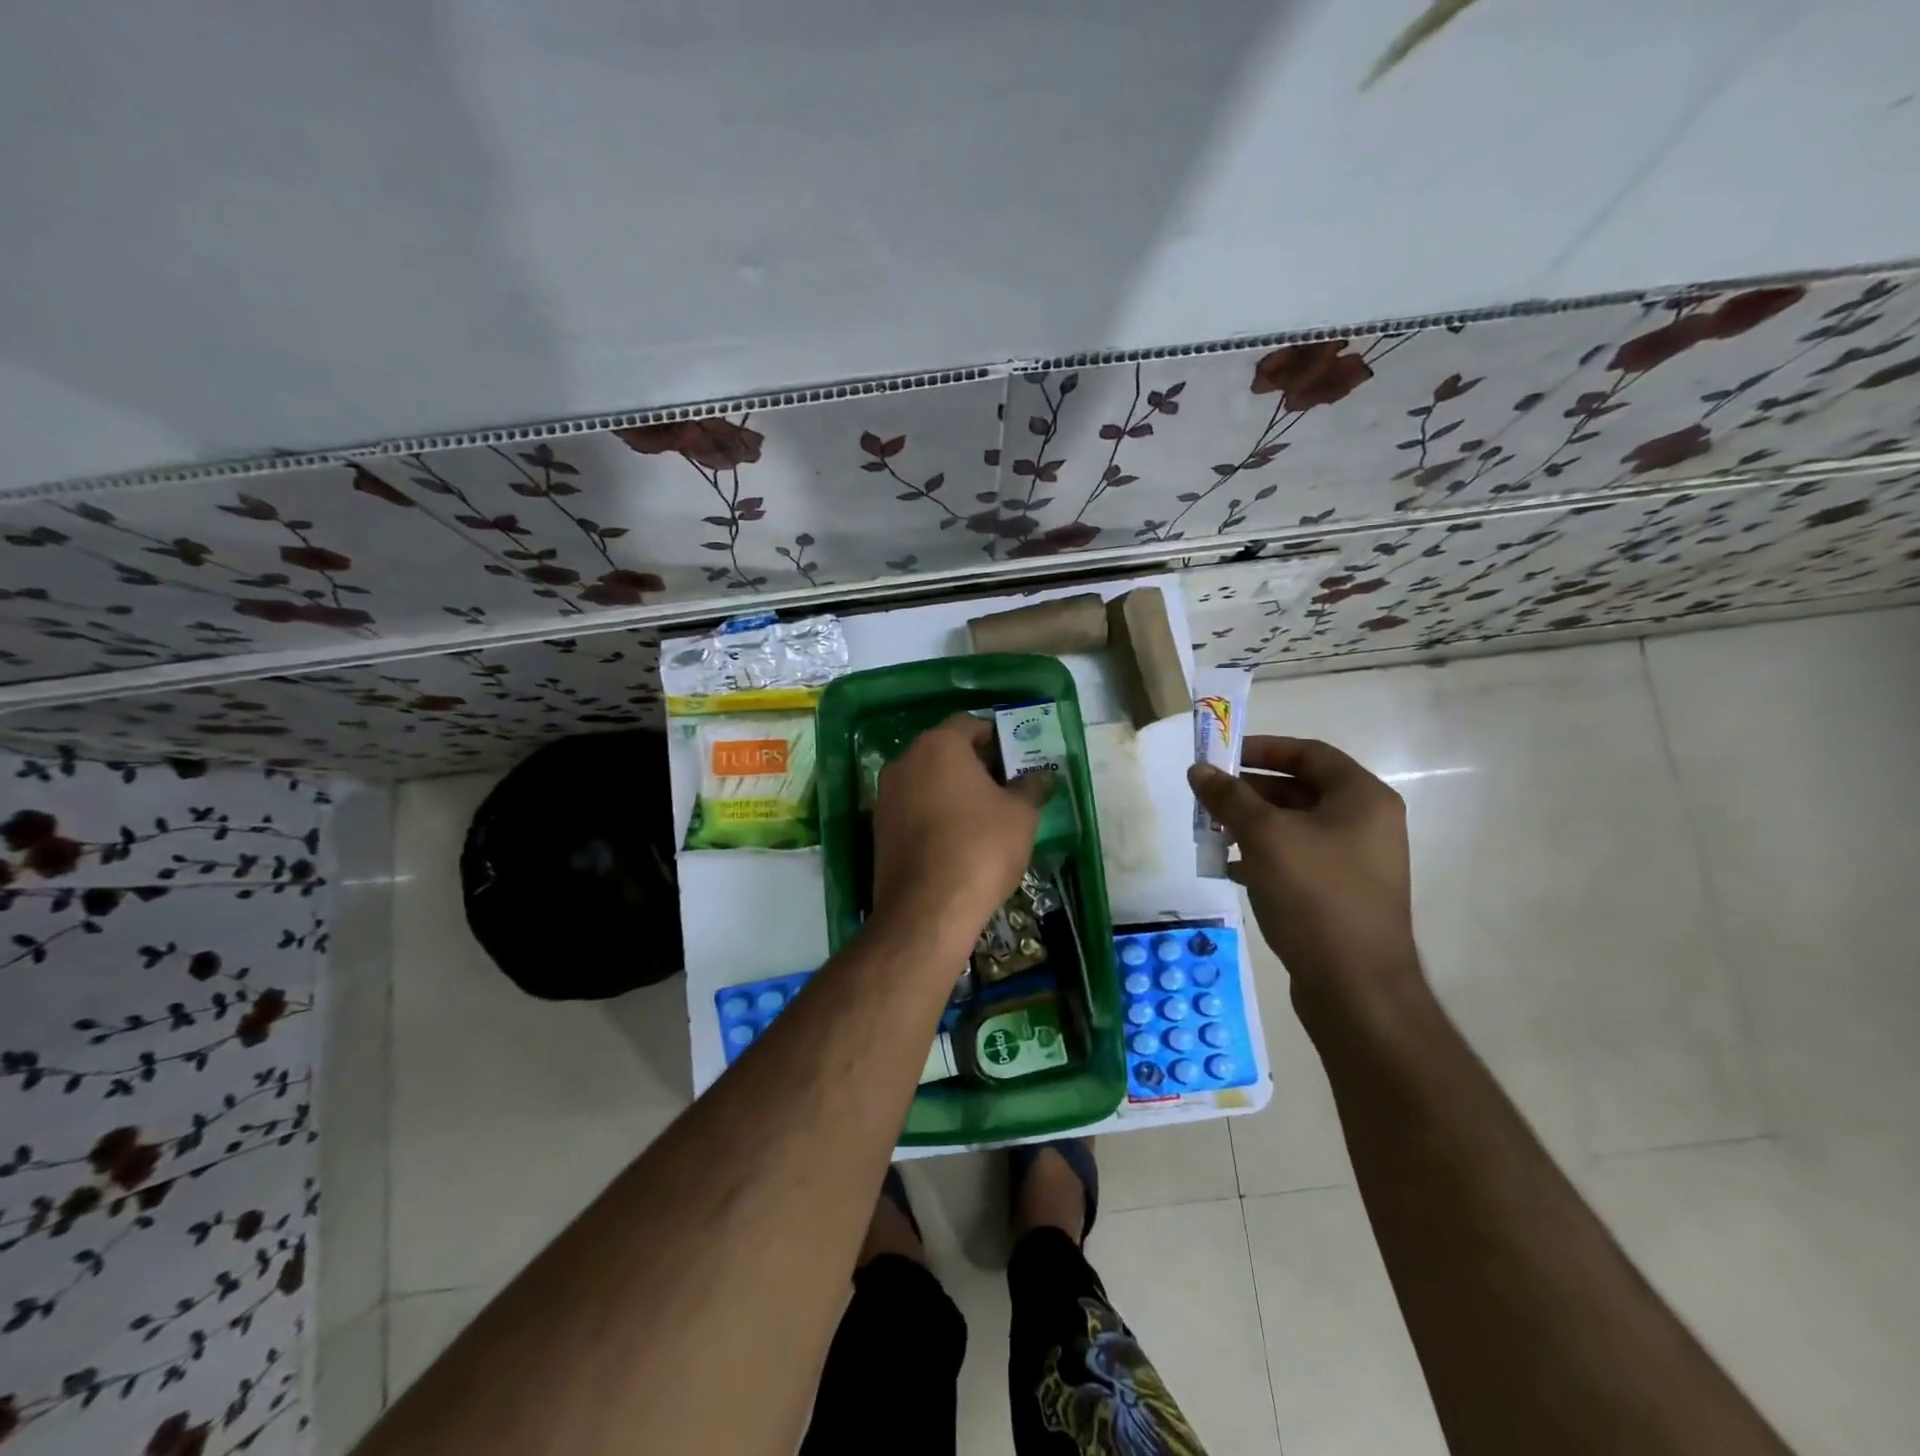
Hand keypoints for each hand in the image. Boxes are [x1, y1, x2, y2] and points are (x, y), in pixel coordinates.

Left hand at [872, 714, 1050, 940]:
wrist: (927, 909)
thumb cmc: (980, 847)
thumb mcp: (1020, 815)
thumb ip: (1030, 787)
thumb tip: (1041, 777)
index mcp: (938, 745)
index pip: (970, 724)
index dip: (997, 738)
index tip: (1018, 759)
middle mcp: (905, 761)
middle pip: (946, 751)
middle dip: (976, 764)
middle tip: (1007, 786)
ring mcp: (886, 795)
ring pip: (928, 780)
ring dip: (955, 789)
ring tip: (986, 815)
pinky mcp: (879, 828)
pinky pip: (914, 807)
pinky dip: (936, 812)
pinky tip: (959, 838)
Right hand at [1188, 736, 1418, 1003]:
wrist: (1355, 986)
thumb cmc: (1314, 895)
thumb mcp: (1265, 836)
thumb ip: (1229, 798)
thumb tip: (1198, 770)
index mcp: (1362, 798)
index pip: (1309, 753)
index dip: (1263, 748)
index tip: (1221, 755)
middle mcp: (1366, 823)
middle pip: (1299, 789)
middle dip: (1249, 791)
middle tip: (1207, 797)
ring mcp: (1355, 862)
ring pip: (1294, 827)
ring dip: (1251, 825)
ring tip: (1211, 832)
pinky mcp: (1340, 894)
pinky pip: (1297, 860)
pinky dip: (1263, 856)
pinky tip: (1229, 868)